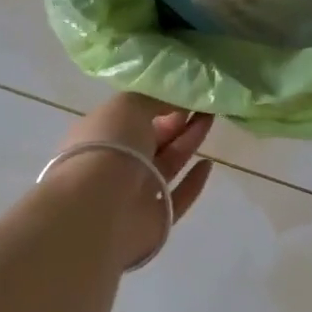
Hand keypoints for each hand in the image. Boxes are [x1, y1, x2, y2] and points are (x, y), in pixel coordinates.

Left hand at [46, 94, 213, 269]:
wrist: (101, 208)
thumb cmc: (109, 146)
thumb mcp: (129, 105)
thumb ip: (155, 98)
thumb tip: (176, 96)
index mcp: (102, 135)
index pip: (132, 116)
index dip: (158, 103)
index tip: (183, 91)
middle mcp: (116, 164)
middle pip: (153, 140)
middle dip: (178, 121)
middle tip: (204, 102)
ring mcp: (135, 195)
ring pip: (167, 164)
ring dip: (189, 141)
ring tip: (211, 119)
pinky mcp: (155, 220)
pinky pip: (178, 198)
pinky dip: (193, 182)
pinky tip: (208, 164)